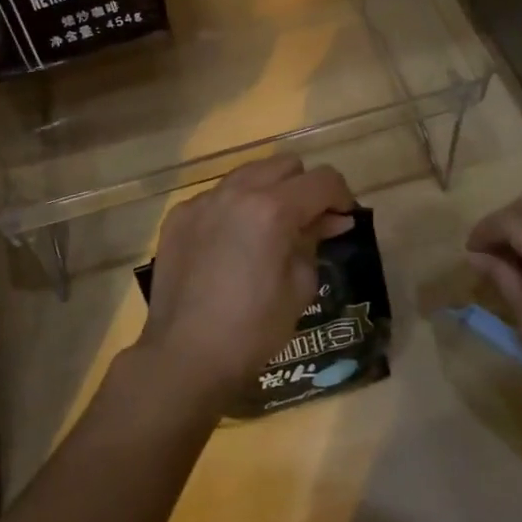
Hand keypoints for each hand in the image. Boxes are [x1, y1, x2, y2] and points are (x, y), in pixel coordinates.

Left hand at [136, 157, 355, 411]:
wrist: (184, 356)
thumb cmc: (253, 329)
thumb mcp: (300, 287)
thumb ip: (314, 241)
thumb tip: (329, 221)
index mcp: (272, 208)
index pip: (322, 180)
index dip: (341, 197)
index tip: (342, 220)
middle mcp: (235, 192)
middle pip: (284, 165)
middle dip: (304, 188)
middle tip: (308, 223)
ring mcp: (202, 201)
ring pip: (247, 174)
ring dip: (268, 192)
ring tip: (269, 230)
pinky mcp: (178, 216)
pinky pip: (216, 197)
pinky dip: (234, 208)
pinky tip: (231, 244)